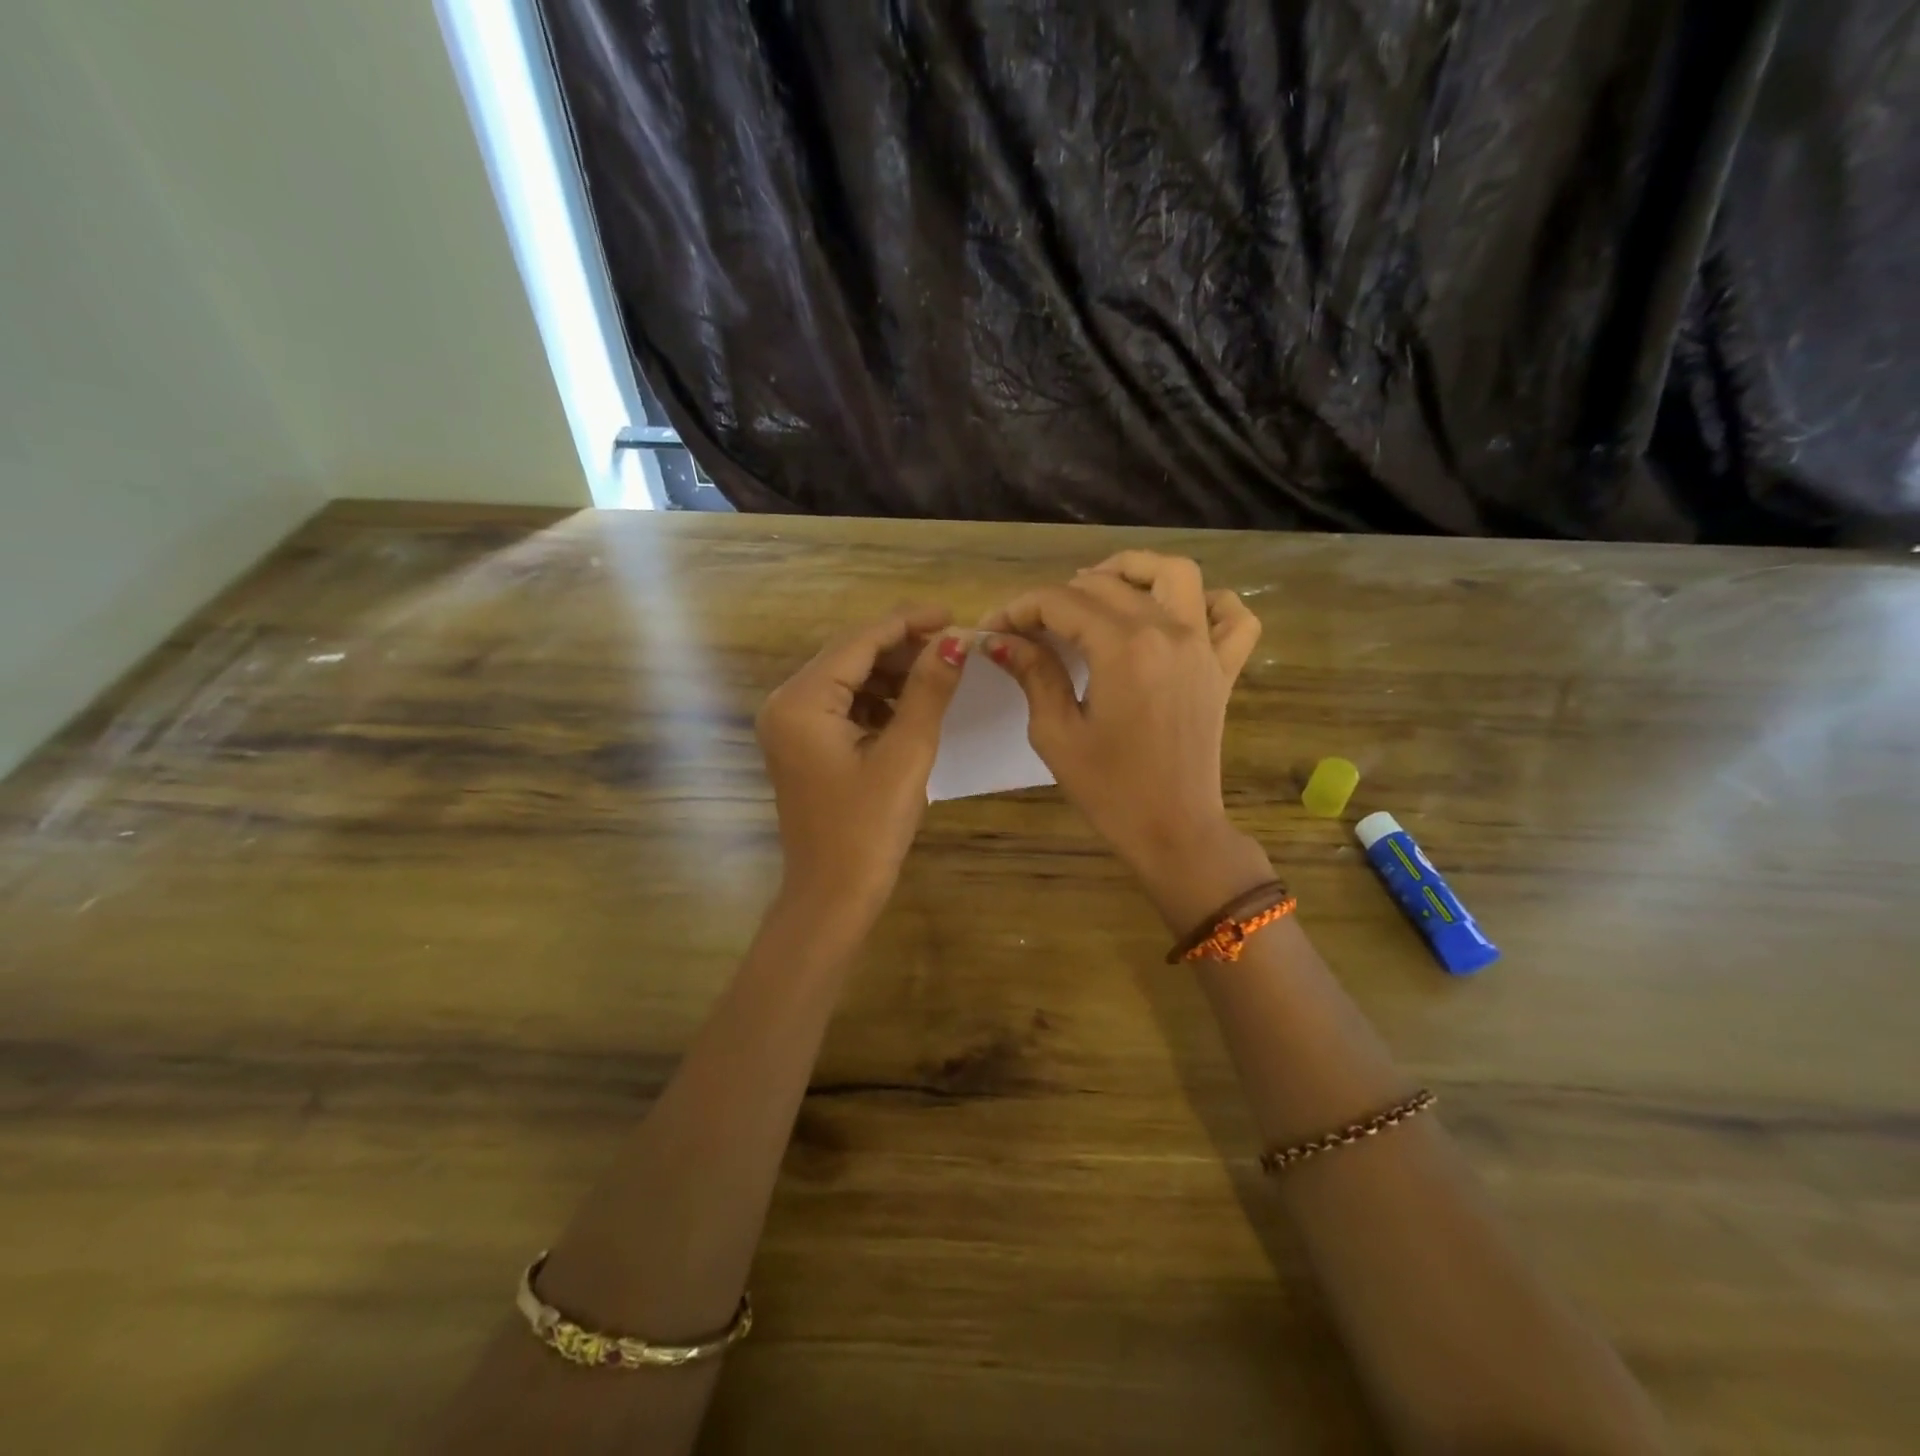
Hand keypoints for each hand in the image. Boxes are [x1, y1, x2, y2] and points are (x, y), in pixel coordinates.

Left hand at [757, 605, 967, 926]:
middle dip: (901, 648)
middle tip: (953, 647)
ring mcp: (790, 724)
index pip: (859, 641)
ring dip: (892, 673)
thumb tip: (956, 641)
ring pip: (848, 678)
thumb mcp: (906, 753)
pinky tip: (911, 707)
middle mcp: (786, 703)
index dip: (908, 623)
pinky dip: (877, 700)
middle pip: (850, 655)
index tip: (953, 614)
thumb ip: (928, 690)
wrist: (833, 894)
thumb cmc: (869, 828)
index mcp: (801, 701)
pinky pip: (842, 705)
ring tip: (939, 674)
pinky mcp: (802, 744)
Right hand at [981, 551, 1262, 887]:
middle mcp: (1169, 631)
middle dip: (1059, 596)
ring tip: (1100, 590)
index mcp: (1124, 648)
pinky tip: (1177, 616)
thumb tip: (999, 640)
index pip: (1061, 602)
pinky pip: (1233, 615)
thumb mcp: (1057, 733)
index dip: (1020, 609)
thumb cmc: (1109, 790)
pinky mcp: (1224, 667)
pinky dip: (1210, 602)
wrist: (1174, 830)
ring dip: (1134, 571)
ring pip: (1176, 574)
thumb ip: (1033, 674)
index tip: (994, 629)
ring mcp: (1204, 646)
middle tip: (1031, 626)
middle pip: (1107, 584)